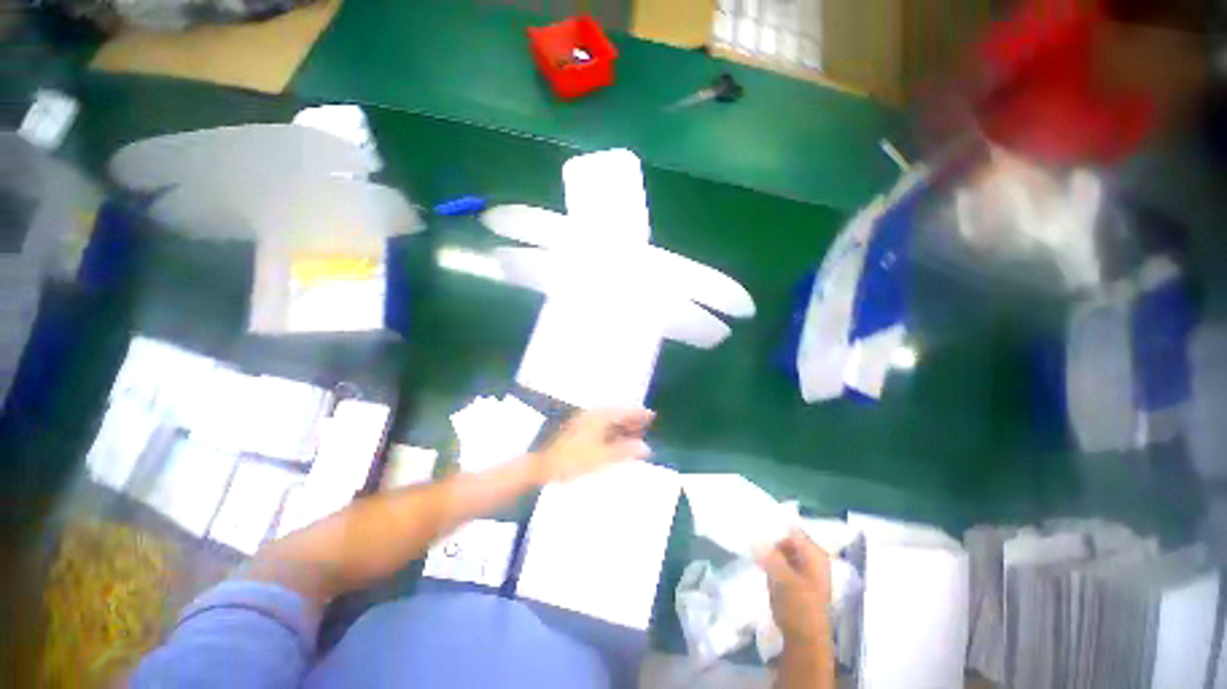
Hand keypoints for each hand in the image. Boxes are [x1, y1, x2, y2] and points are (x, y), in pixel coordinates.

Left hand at [530, 408, 654, 482]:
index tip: (652, 415)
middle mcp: (592, 415)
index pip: (624, 411)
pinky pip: (601, 425)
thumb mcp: (603, 457)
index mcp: (599, 417)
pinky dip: (612, 430)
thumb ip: (625, 451)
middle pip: (617, 413)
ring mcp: (584, 421)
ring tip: (635, 433)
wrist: (545, 466)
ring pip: (609, 420)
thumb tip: (646, 447)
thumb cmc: (574, 461)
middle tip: (647, 425)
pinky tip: (616, 439)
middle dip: (632, 418)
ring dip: (622, 425)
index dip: (639, 413)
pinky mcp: (579, 430)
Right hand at [758, 531, 831, 649]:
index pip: (792, 528)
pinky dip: (771, 560)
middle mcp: (813, 558)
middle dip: (770, 536)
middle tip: (749, 533)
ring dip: (768, 549)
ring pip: (783, 550)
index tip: (753, 521)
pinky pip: (782, 562)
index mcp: (815, 554)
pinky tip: (758, 560)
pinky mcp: (797, 581)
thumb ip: (770, 554)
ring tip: (750, 545)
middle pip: (788, 538)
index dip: (773, 524)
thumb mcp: (783, 579)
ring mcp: (805, 570)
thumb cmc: (799, 609)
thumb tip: (756, 536)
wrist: (805, 643)